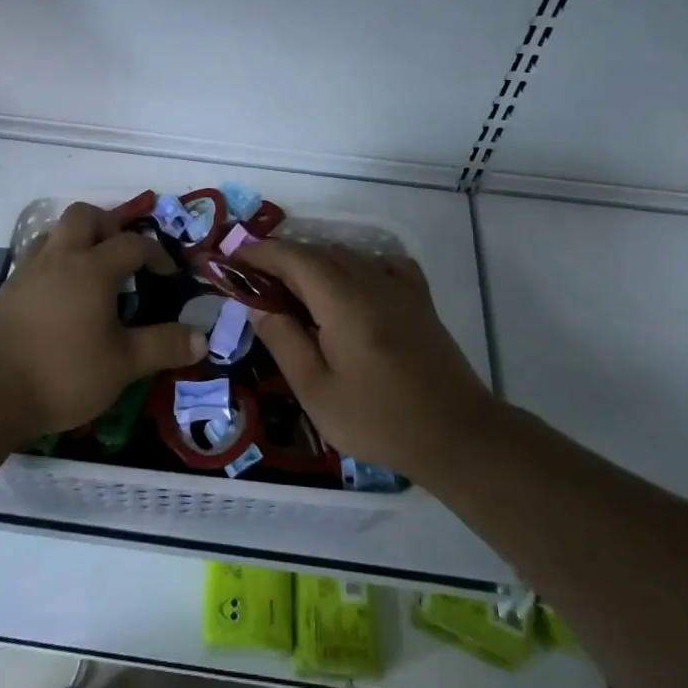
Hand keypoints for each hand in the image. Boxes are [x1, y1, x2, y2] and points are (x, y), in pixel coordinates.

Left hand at [0, 202, 206, 440]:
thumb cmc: (62, 373)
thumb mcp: (123, 365)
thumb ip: (163, 346)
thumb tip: (201, 338)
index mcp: (92, 268)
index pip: (132, 243)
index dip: (156, 253)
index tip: (169, 273)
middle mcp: (59, 258)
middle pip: (84, 216)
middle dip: (109, 225)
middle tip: (122, 254)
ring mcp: (27, 271)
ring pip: (53, 232)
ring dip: (76, 239)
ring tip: (90, 269)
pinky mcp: (6, 291)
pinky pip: (34, 258)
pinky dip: (53, 262)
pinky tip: (59, 296)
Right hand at [237, 241, 495, 480]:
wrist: (456, 434)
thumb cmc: (379, 419)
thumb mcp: (316, 390)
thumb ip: (283, 339)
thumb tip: (256, 303)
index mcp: (342, 299)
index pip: (292, 256)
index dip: (258, 254)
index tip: (231, 263)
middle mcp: (370, 279)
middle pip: (317, 252)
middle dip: (281, 261)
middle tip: (254, 286)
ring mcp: (399, 286)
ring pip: (346, 256)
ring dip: (314, 264)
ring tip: (294, 294)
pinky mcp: (419, 298)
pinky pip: (380, 264)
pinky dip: (355, 267)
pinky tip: (350, 290)